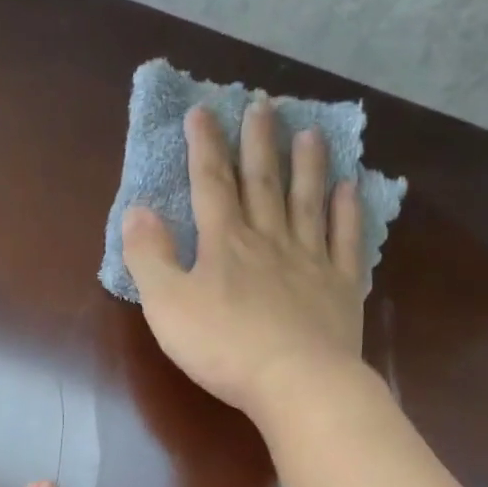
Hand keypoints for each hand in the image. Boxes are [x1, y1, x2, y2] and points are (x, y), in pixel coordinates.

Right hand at [122, 100, 369, 423]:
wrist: (295, 381)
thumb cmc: (223, 347)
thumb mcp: (167, 304)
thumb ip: (149, 256)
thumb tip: (137, 210)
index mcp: (224, 243)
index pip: (210, 184)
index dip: (204, 146)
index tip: (202, 111)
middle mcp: (269, 240)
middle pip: (262, 182)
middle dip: (257, 142)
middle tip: (263, 104)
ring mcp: (309, 261)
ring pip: (307, 202)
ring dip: (306, 165)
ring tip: (310, 132)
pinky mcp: (339, 287)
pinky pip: (345, 239)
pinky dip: (348, 211)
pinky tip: (350, 188)